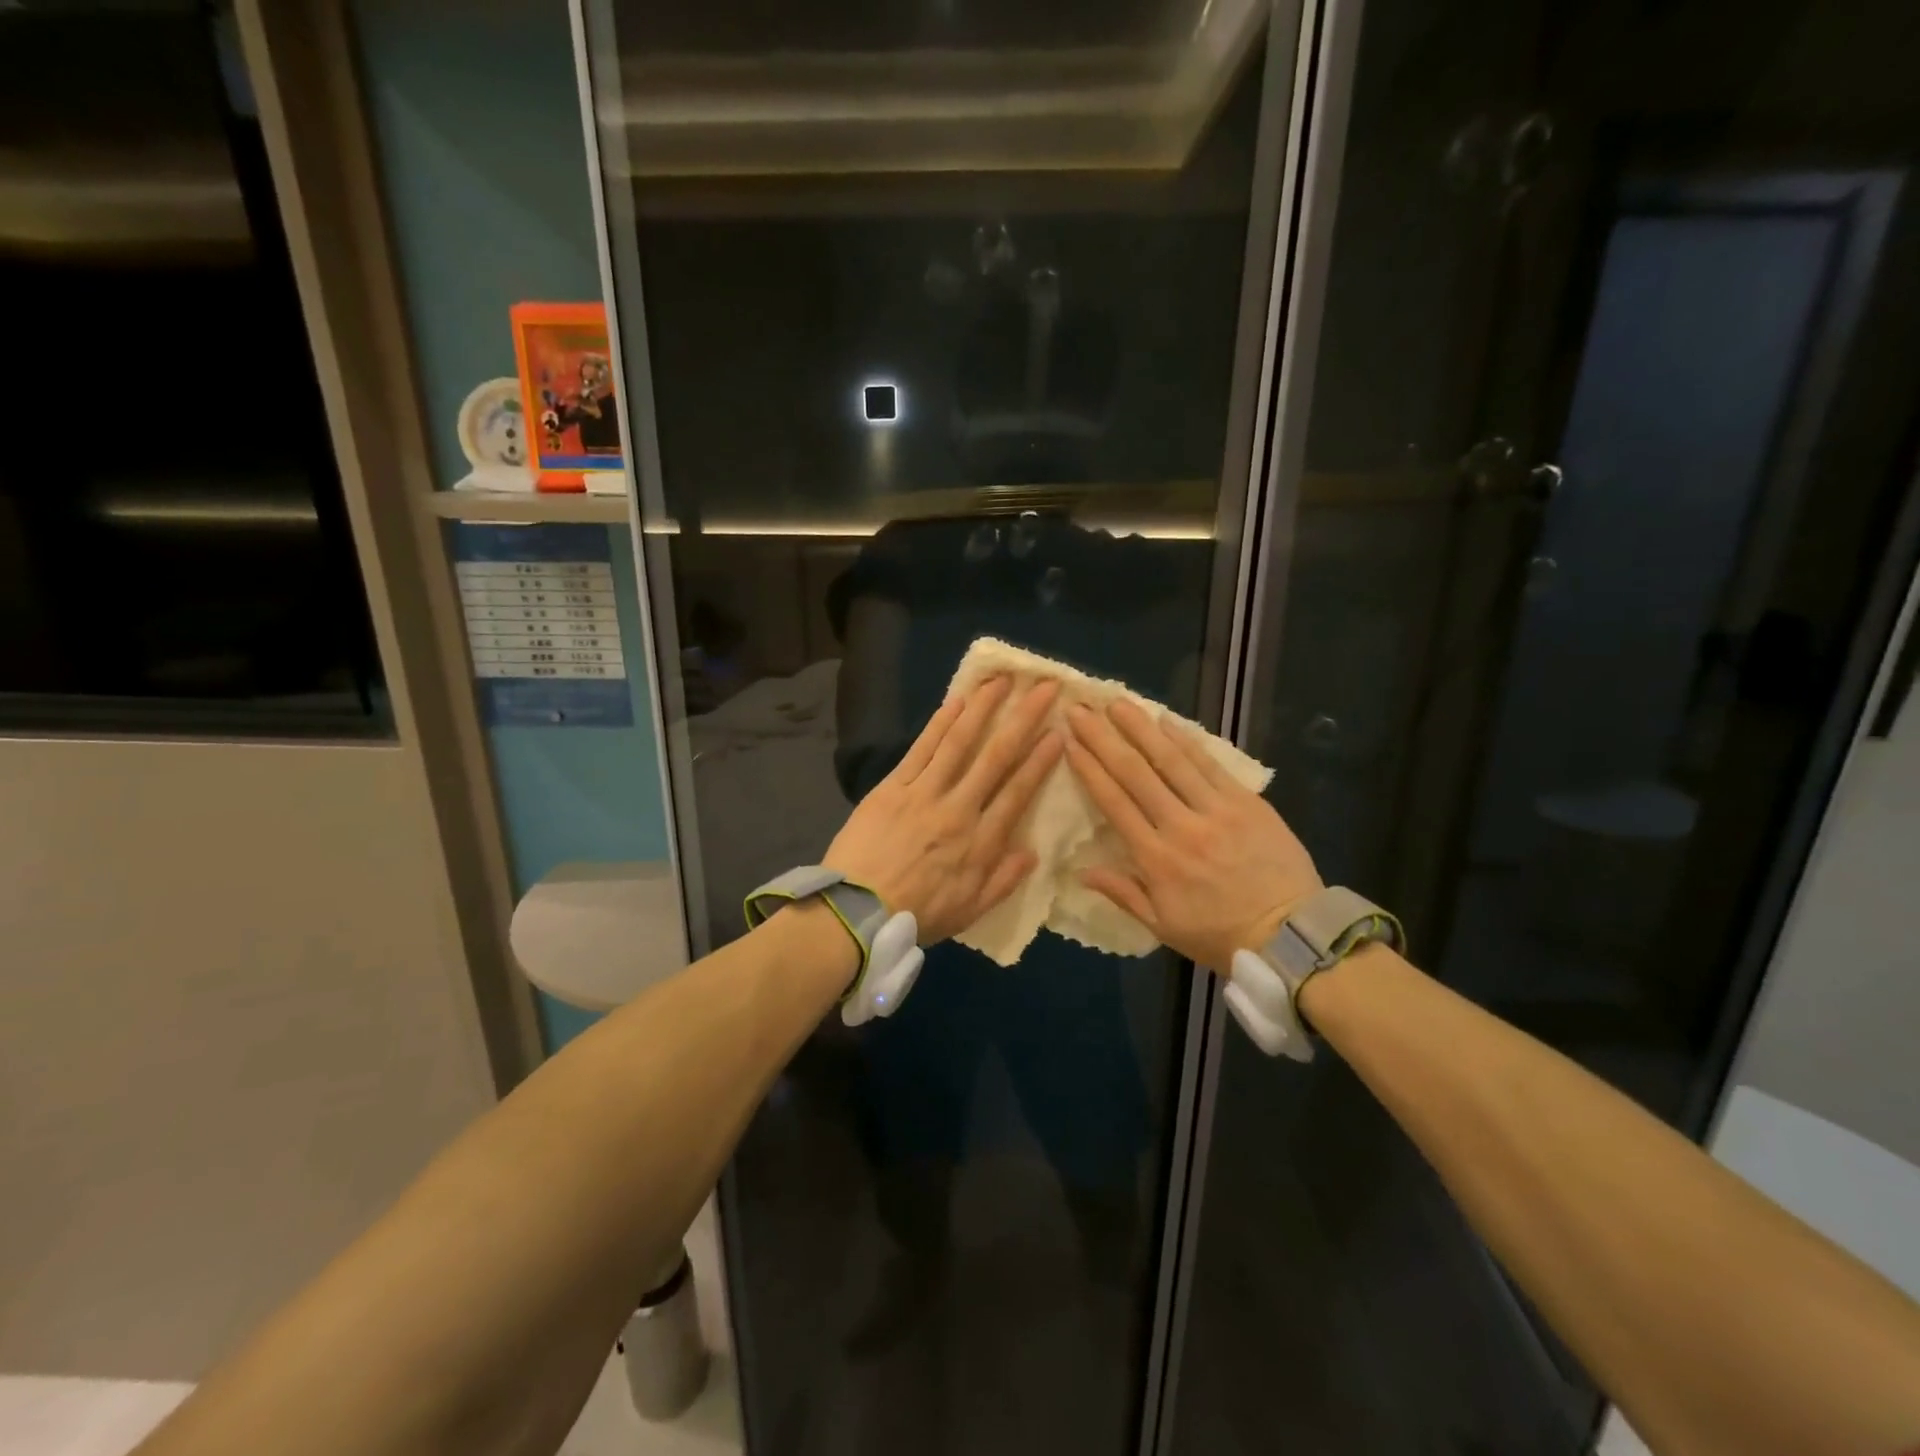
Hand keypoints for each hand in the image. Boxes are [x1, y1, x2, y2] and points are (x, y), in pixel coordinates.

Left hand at [825, 676, 1062, 943]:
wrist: (855, 913)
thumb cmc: (915, 915)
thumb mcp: (969, 911)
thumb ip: (1003, 881)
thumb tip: (1033, 853)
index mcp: (980, 843)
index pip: (1018, 793)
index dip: (1040, 761)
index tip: (1058, 732)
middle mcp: (958, 810)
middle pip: (996, 757)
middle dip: (1023, 719)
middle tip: (1043, 688)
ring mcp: (924, 793)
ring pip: (959, 742)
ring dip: (982, 707)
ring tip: (1001, 680)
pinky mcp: (893, 787)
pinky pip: (921, 749)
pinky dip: (940, 723)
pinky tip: (956, 700)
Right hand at [1064, 699, 1321, 972]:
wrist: (1291, 936)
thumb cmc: (1220, 935)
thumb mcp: (1163, 926)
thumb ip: (1123, 894)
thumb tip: (1081, 870)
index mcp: (1156, 859)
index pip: (1114, 803)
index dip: (1089, 769)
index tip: (1069, 742)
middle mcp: (1181, 826)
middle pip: (1135, 773)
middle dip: (1104, 738)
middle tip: (1081, 709)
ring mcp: (1216, 810)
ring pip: (1171, 761)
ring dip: (1141, 728)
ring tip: (1117, 703)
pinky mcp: (1246, 802)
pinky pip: (1211, 765)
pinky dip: (1187, 741)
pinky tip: (1166, 720)